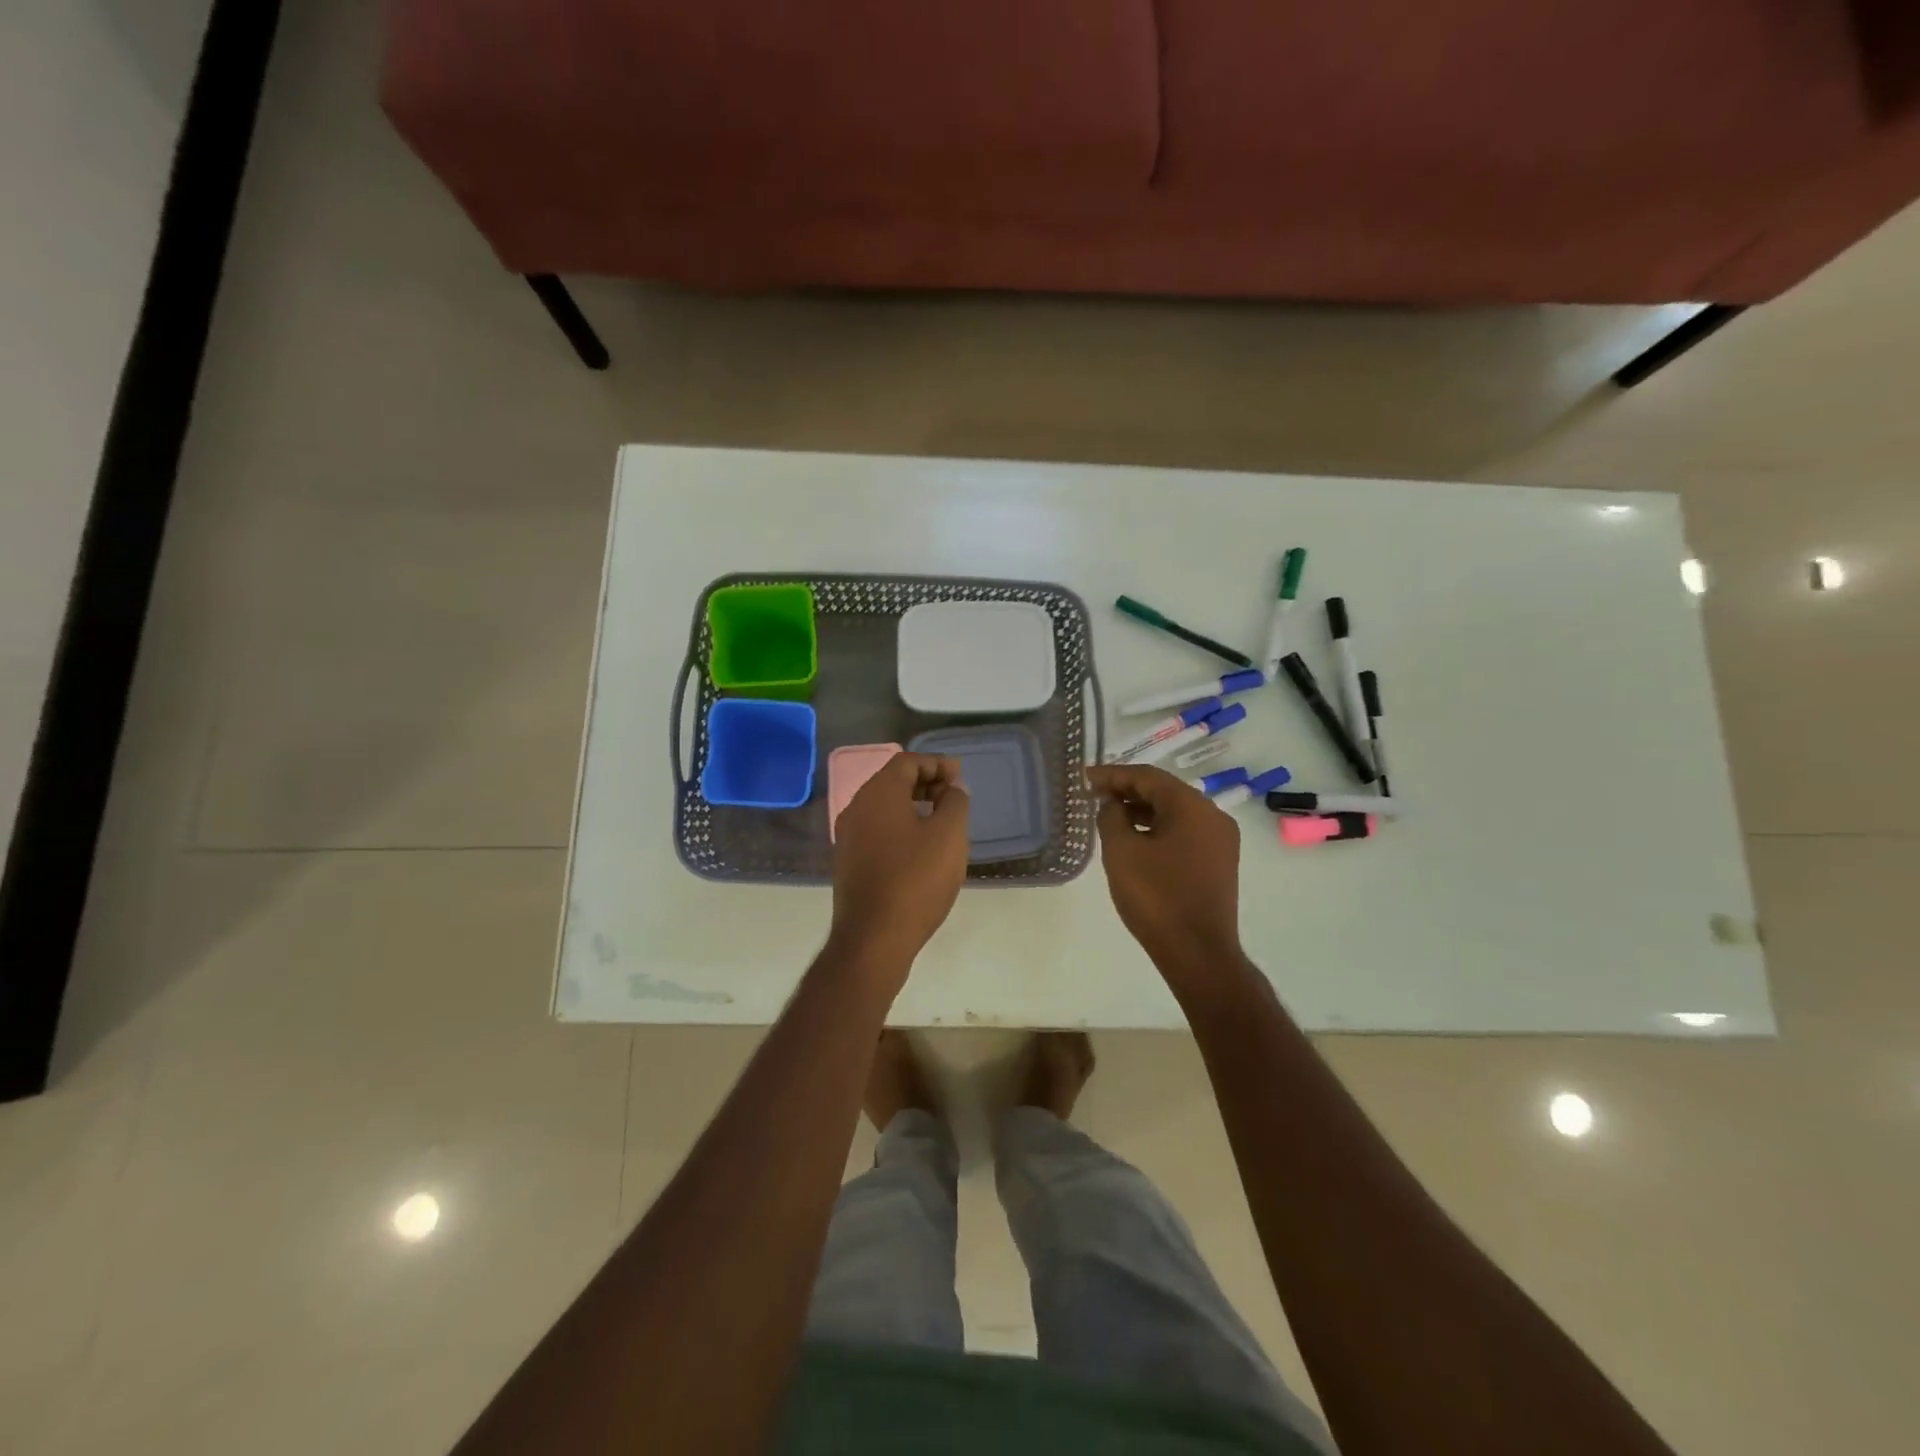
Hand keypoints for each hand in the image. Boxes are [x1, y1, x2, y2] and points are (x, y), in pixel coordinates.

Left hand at [829, 753, 969, 984]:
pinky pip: (876, 831)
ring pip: (883, 808)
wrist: (873, 939)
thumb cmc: (916, 880)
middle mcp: (856, 808)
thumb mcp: (949, 836)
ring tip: (941, 822)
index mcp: (878, 794)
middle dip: (925, 783)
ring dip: (913, 806)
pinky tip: (920, 849)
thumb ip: (955, 802)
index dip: (936, 764)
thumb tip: (952, 788)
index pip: (907, 762)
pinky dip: (900, 828)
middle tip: (953, 797)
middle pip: (892, 782)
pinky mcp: (848, 863)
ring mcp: (847, 837)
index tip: (960, 778)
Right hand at [1087, 763, 1242, 977]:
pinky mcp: (1218, 863)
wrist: (1198, 952)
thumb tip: (1113, 805)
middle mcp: (1213, 817)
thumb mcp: (1121, 851)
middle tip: (1095, 794)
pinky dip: (1158, 829)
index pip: (1148, 777)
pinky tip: (1135, 840)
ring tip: (1109, 816)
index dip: (1113, 774)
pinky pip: (1184, 833)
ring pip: (1175, 813)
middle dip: (1128, 790)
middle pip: (1165, 791)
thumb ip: (1111, 817)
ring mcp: (1220, 841)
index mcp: (1192, 807)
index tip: (1086, 777)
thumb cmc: (1156, 897)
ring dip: (1142, 810)